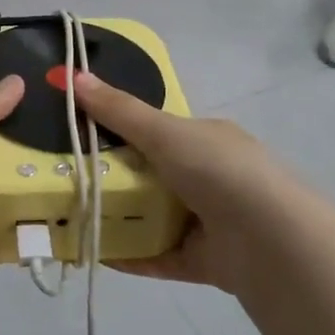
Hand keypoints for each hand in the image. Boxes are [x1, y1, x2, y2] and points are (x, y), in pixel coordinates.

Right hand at [74, 73, 289, 292]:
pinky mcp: (200, 261)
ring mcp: (205, 221)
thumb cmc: (219, 171)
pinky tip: (93, 253)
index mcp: (205, 140)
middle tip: (65, 178)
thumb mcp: (164, 132)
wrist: (270, 240)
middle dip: (111, 178)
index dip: (119, 131)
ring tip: (69, 217)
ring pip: (150, 217)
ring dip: (116, 218)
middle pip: (149, 175)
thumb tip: (70, 74)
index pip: (157, 131)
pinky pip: (155, 255)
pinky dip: (127, 255)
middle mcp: (207, 178)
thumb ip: (118, 110)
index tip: (78, 134)